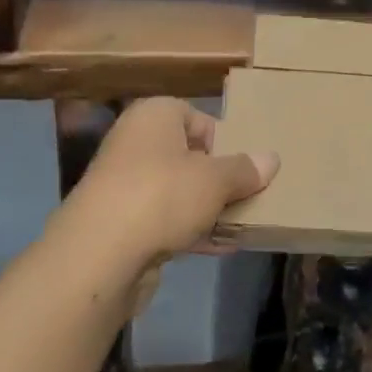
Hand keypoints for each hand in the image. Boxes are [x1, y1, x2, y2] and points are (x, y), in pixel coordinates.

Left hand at [53, 98, 276, 282]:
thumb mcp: (216, 180)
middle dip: (219, 178)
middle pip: (188, 155)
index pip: (197, 117)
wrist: (99, 255)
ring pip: (177, 191)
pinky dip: (190, 230)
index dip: (224, 141)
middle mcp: (135, 143)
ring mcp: (124, 185)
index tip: (245, 167)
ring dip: (208, 208)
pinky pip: (164, 220)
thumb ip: (245, 170)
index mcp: (154, 116)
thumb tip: (272, 159)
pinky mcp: (120, 223)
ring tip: (242, 224)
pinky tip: (221, 247)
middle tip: (249, 195)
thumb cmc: (162, 196)